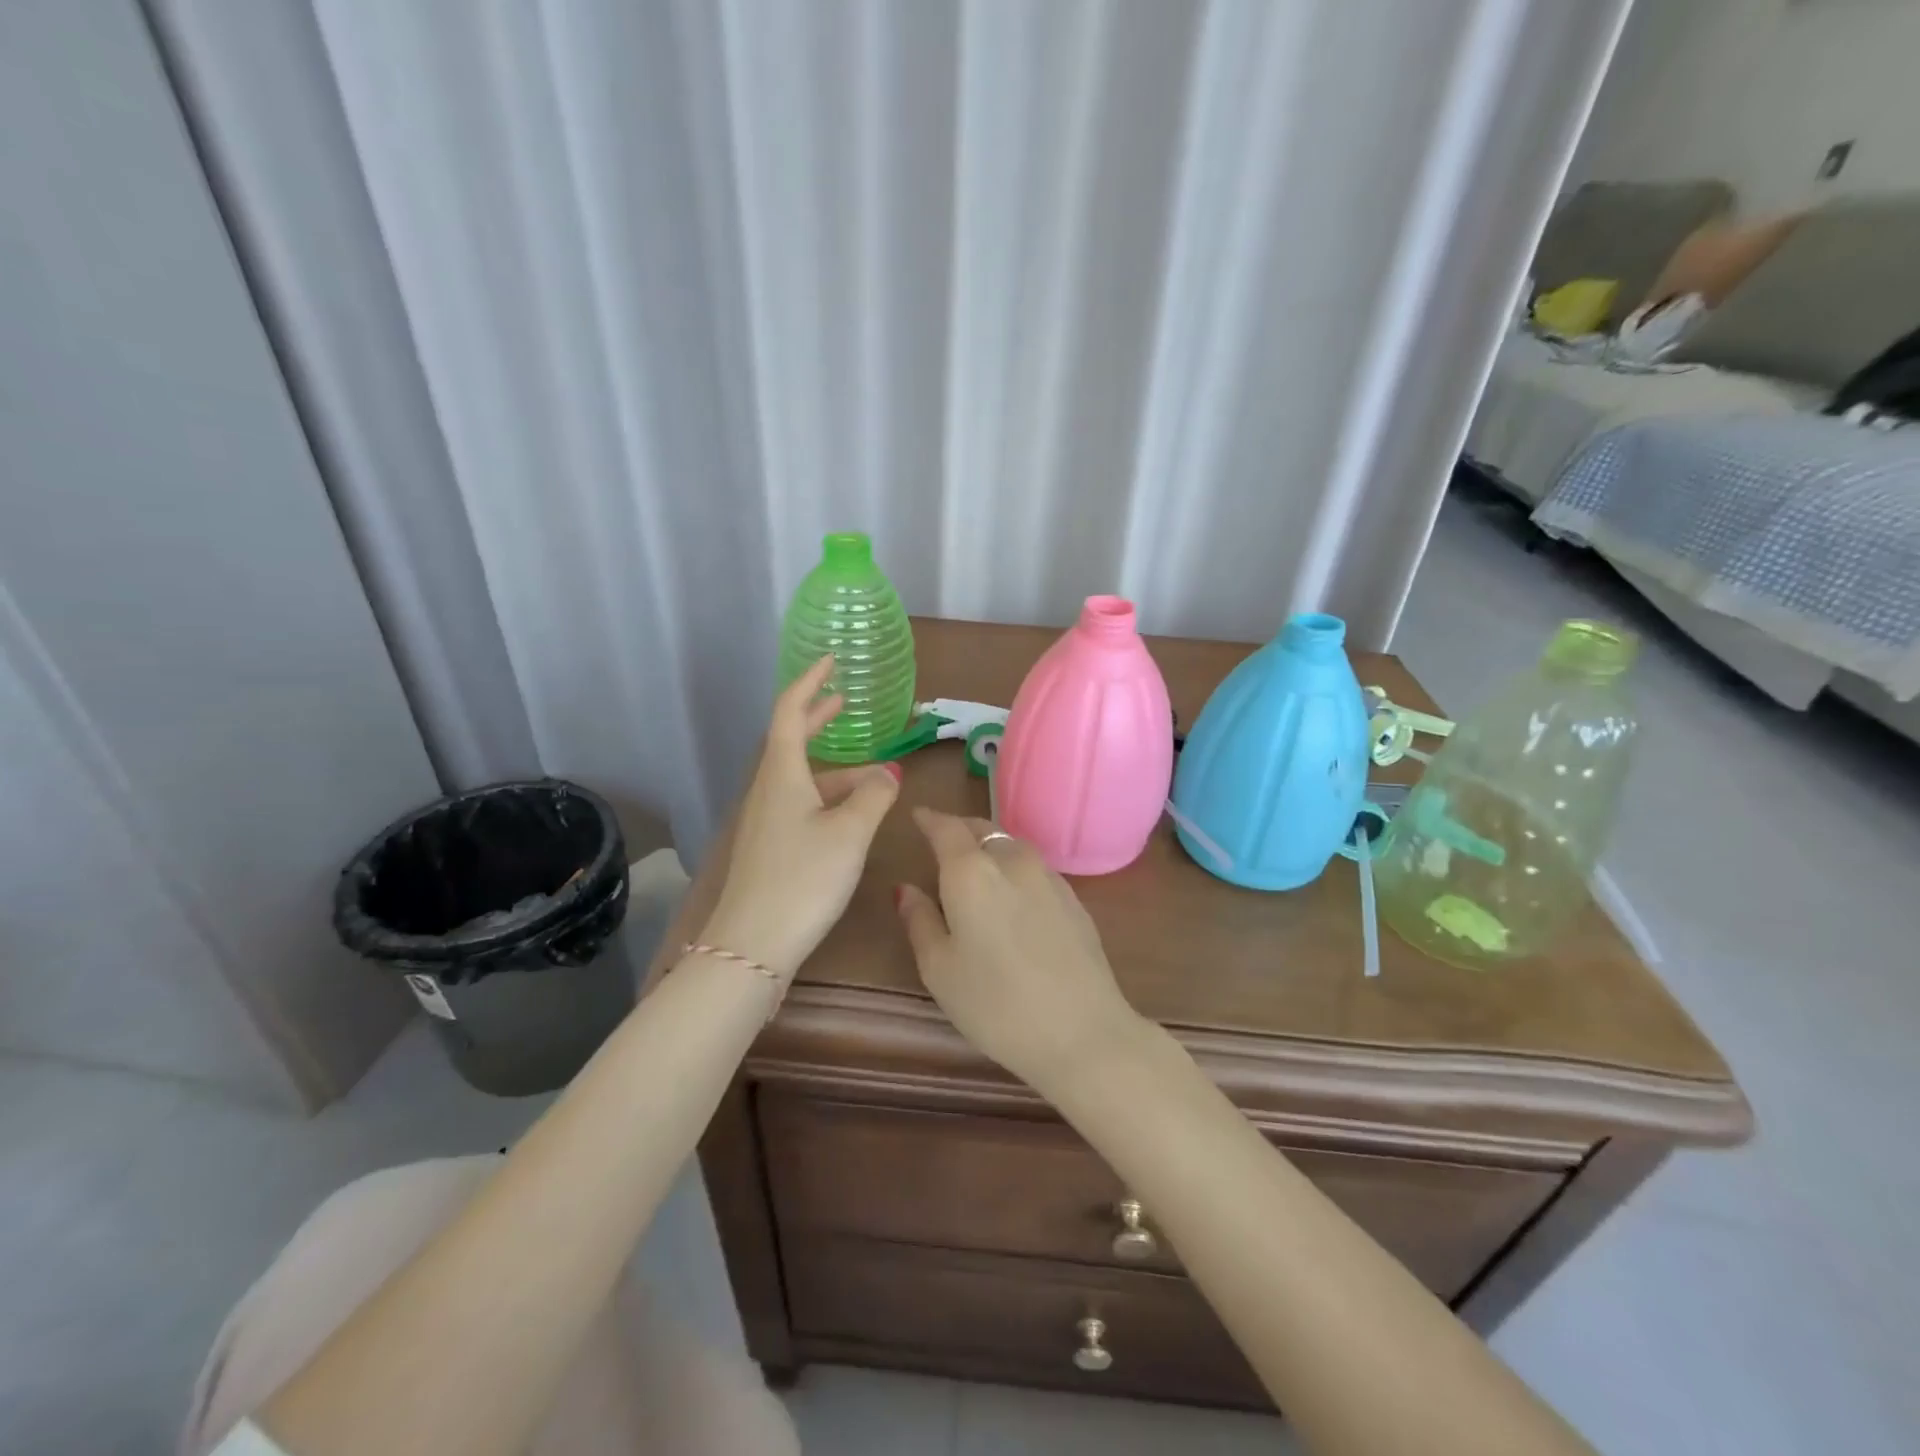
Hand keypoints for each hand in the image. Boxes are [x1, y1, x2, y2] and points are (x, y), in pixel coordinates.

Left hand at [701, 655, 900, 980]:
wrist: (753, 944)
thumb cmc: (803, 877)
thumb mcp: (850, 832)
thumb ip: (875, 796)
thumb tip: (889, 773)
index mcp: (782, 773)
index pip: (790, 712)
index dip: (810, 683)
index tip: (830, 662)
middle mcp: (768, 789)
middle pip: (791, 741)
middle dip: (818, 719)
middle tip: (844, 702)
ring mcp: (764, 819)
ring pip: (803, 779)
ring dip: (837, 771)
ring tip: (878, 780)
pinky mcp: (768, 846)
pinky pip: (801, 805)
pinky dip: (829, 798)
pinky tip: (852, 817)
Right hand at [895, 808, 1150, 1095]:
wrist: (1084, 1031)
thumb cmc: (995, 1004)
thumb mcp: (939, 969)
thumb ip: (919, 921)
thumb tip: (905, 889)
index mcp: (971, 871)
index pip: (945, 827)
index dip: (929, 819)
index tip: (917, 816)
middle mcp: (1011, 860)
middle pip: (981, 829)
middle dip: (959, 829)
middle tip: (941, 841)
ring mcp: (1048, 876)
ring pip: (1011, 845)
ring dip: (989, 846)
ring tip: (976, 866)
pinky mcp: (1073, 897)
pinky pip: (1034, 867)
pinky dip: (1014, 868)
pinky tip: (1012, 894)